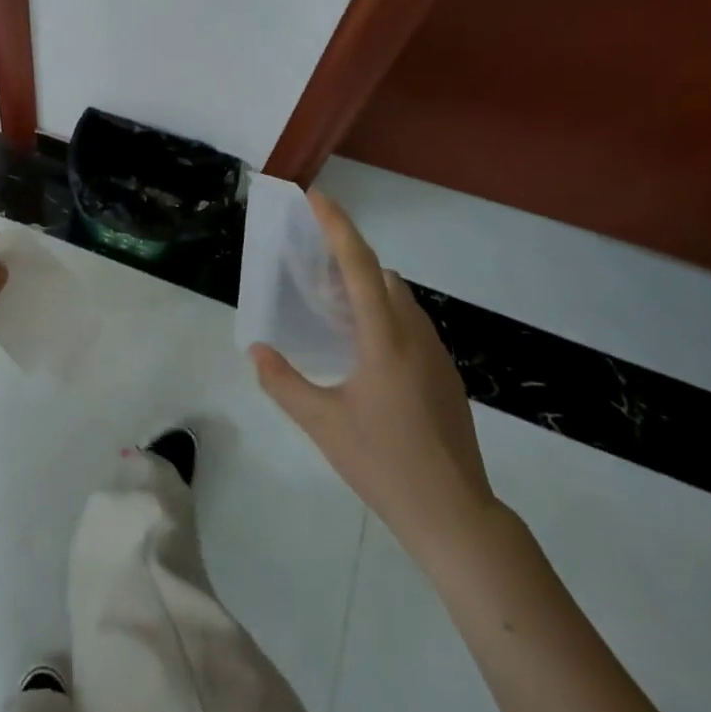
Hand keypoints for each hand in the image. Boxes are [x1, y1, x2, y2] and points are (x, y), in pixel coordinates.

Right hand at [251, 191, 498, 566]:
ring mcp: (436, 355)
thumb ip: (283, 382)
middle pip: (384, 275)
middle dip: (349, 254)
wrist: (455, 515)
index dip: (337, 226)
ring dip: (368, 285)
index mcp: (385, 339)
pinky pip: (411, 323)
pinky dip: (384, 312)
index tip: (316, 196)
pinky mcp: (445, 376)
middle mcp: (415, 336)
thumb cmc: (384, 464)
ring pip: (401, 299)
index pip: (360, 266)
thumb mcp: (322, 424)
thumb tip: (256, 350)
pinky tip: (363, 345)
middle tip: (312, 257)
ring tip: (333, 300)